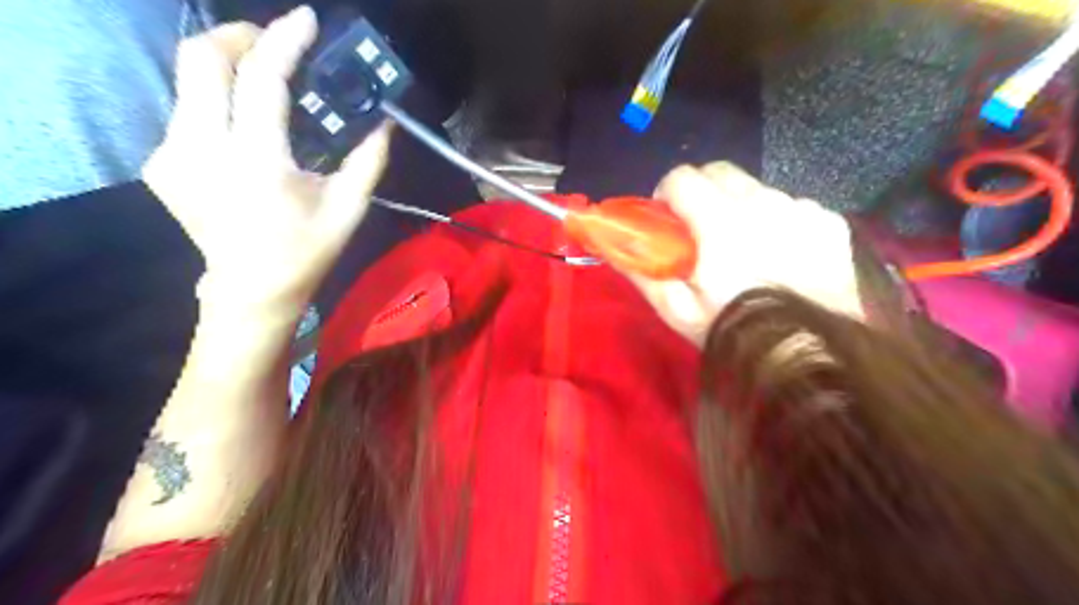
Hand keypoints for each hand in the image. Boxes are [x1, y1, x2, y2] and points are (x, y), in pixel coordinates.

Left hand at [142, 7, 392, 318]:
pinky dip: (217, 102)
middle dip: (239, 37)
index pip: (261, 79)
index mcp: (257, 162)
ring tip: (265, 85)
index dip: (284, 40)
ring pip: (189, 80)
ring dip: (229, 69)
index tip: (305, 20)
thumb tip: (386, 122)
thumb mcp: (349, 208)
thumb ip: (368, 160)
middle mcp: (202, 148)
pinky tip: (244, 126)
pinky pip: (187, 110)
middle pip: (201, 58)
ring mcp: (173, 154)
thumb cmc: (307, 251)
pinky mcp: (161, 162)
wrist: (251, 290)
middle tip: (275, 45)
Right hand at [626, 163, 861, 347]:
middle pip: (720, 170)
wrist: (815, 357)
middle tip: (700, 228)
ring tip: (746, 248)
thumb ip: (643, 272)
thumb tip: (612, 245)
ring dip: (741, 207)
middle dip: (701, 191)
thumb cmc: (736, 333)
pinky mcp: (830, 223)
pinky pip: (793, 207)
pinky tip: (783, 256)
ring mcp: (801, 209)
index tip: (668, 220)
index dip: (666, 194)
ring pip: (757, 188)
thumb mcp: (678, 311)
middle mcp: (763, 203)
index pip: (681, 177)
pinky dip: (779, 222)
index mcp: (721, 222)